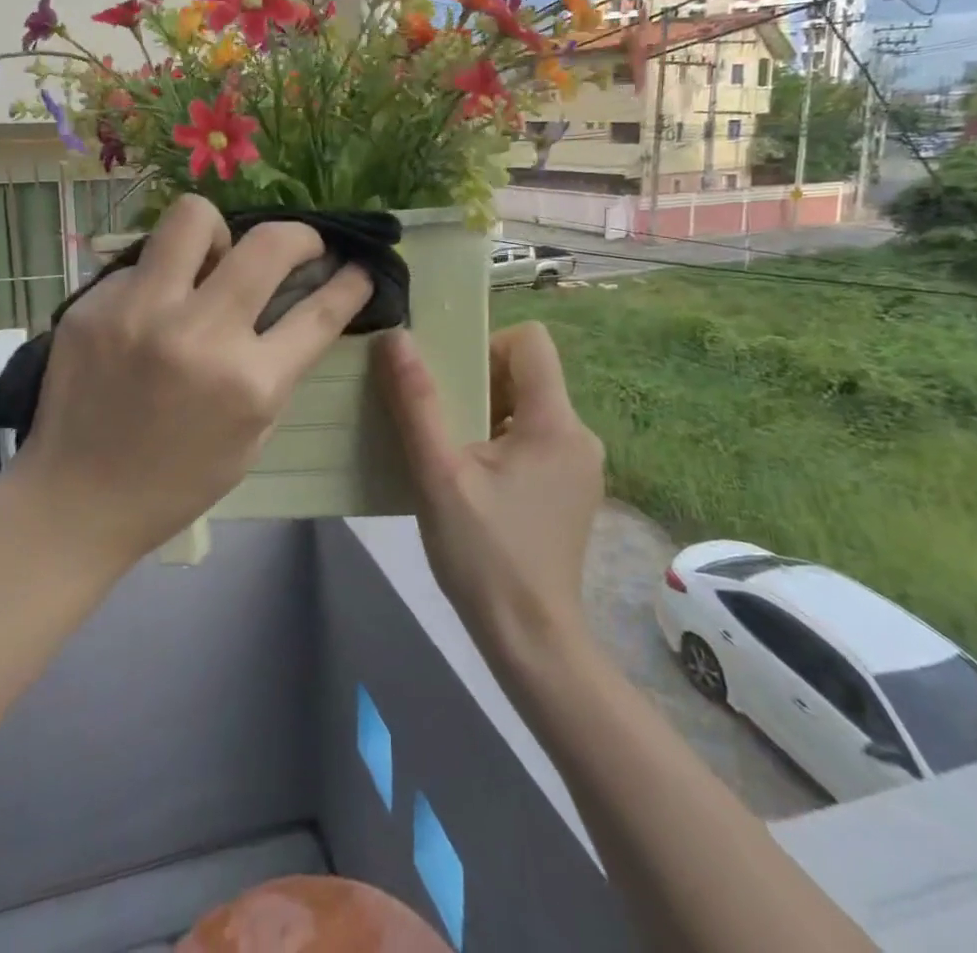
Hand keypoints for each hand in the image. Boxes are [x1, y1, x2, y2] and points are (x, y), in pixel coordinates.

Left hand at [14, 194, 373, 571]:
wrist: (76, 499)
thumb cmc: (177, 480)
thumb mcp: (251, 435)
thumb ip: (276, 368)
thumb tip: (296, 303)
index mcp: (248, 382)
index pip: (319, 311)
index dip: (350, 283)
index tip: (357, 268)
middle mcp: (198, 334)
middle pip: (270, 244)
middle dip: (301, 236)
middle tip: (297, 247)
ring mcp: (139, 311)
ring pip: (194, 217)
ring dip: (219, 234)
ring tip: (212, 262)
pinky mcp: (93, 304)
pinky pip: (143, 262)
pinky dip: (160, 279)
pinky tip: (150, 312)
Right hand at [376, 323, 605, 664]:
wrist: (531, 639)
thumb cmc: (483, 555)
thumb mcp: (438, 474)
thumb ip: (417, 402)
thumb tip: (397, 337)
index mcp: (555, 422)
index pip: (531, 340)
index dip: (485, 344)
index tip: (449, 380)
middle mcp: (578, 434)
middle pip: (527, 374)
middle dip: (478, 383)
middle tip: (439, 420)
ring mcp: (580, 464)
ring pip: (528, 407)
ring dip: (485, 414)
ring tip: (449, 452)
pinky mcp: (572, 489)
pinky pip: (534, 439)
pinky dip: (500, 442)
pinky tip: (472, 480)